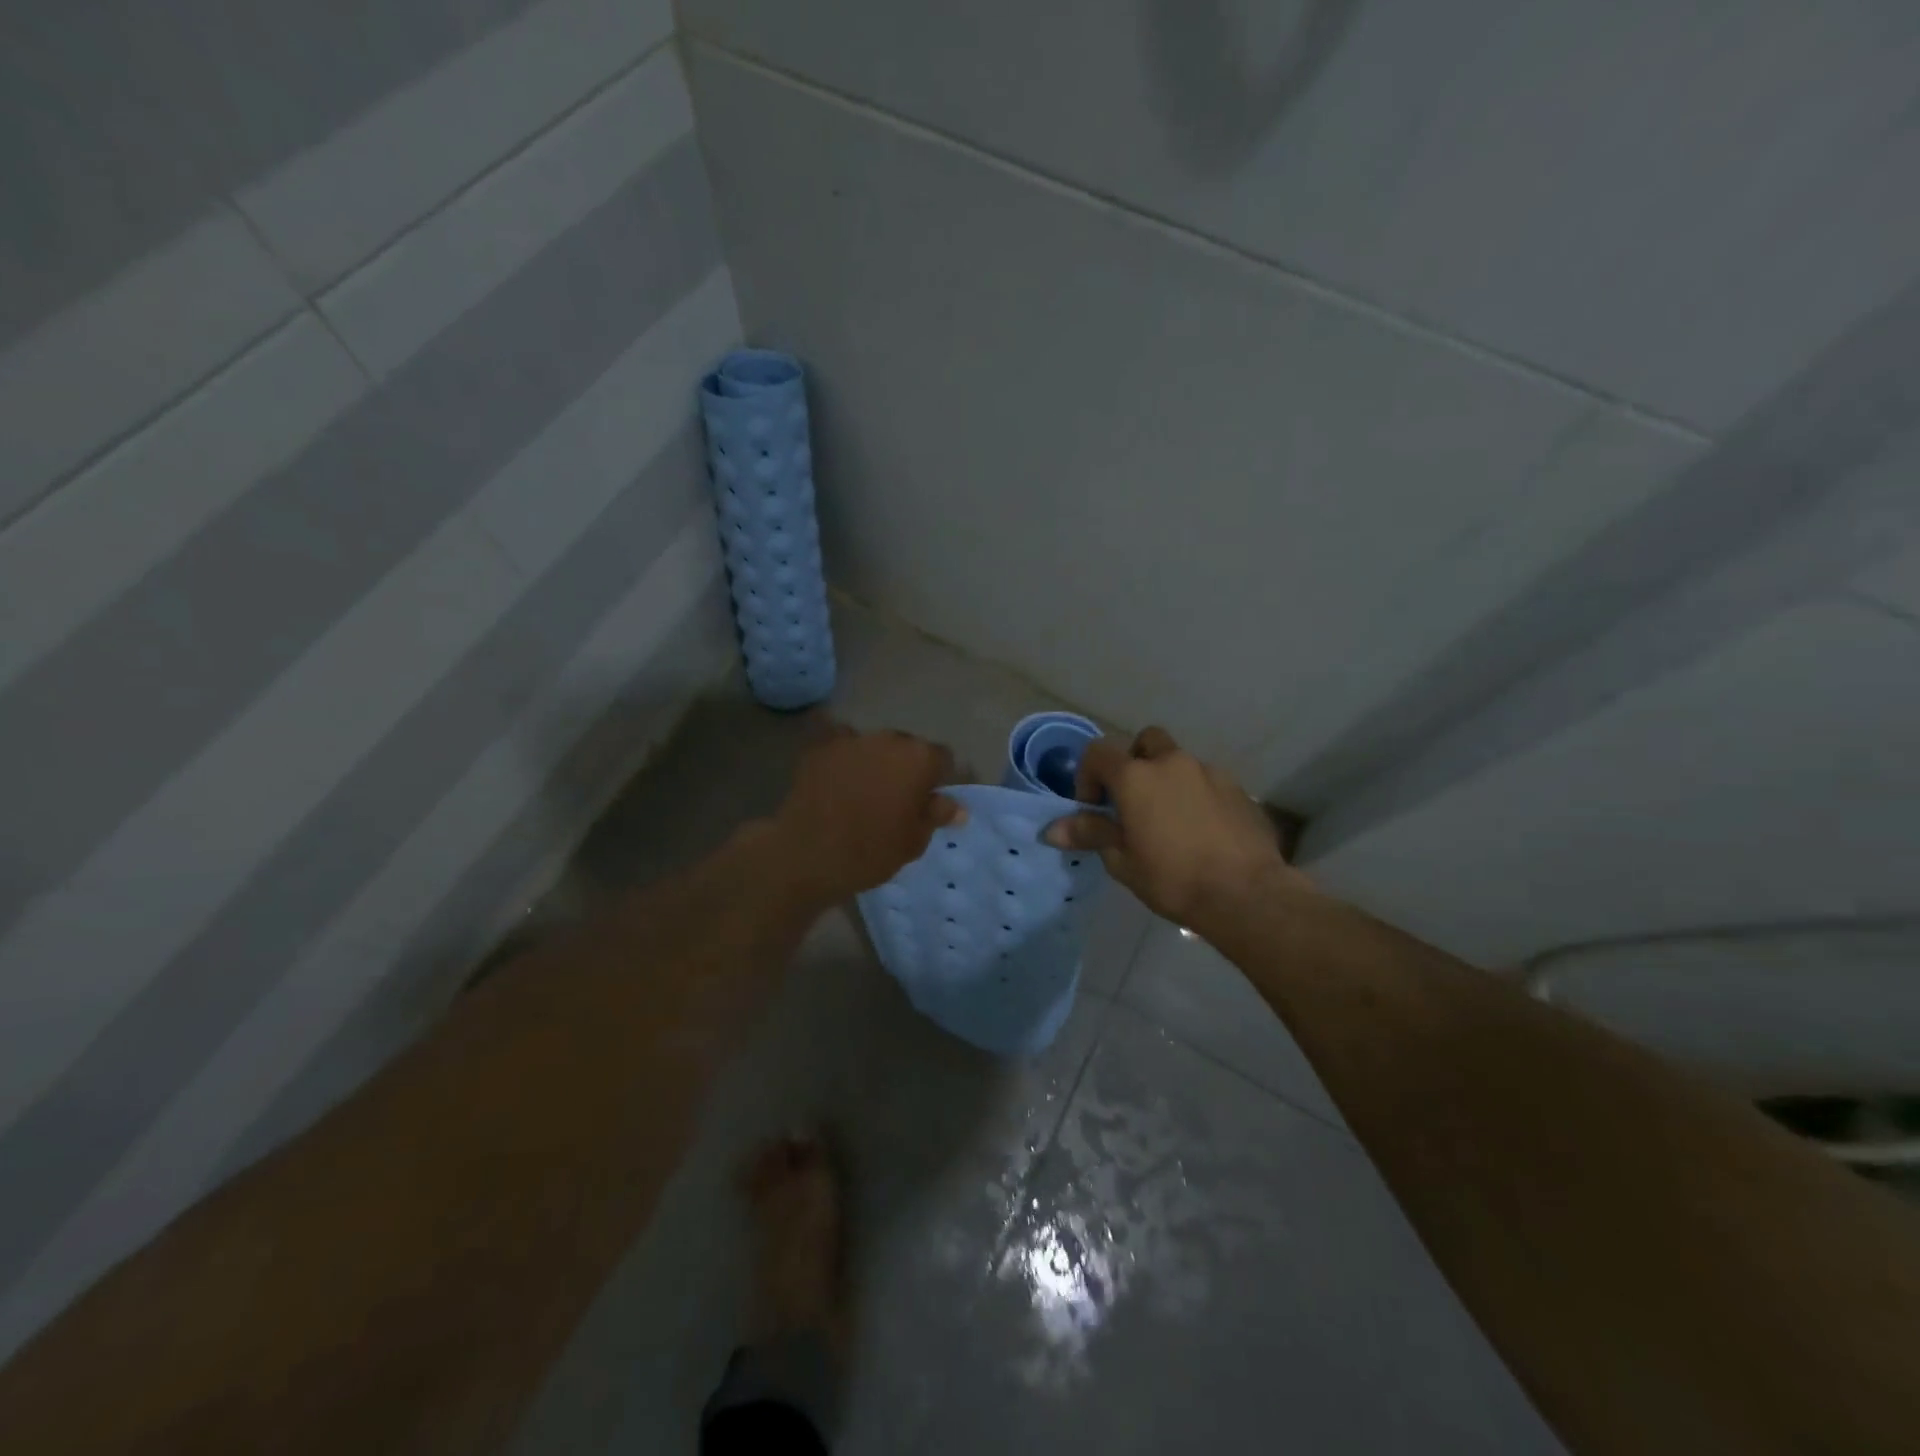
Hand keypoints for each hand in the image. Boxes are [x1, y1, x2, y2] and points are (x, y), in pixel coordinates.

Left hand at [772, 724, 964, 904]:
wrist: (807, 853)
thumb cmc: (870, 851)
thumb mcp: (913, 841)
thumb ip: (935, 816)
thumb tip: (956, 807)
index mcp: (919, 759)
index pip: (942, 758)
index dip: (936, 779)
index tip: (925, 802)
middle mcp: (889, 739)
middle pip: (907, 747)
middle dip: (905, 767)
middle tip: (894, 799)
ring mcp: (852, 739)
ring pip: (873, 745)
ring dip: (874, 761)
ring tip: (862, 790)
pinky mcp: (820, 747)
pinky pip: (840, 745)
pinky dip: (843, 757)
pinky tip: (836, 778)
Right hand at [1043, 726, 1302, 924]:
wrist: (1246, 893)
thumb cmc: (1173, 878)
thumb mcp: (1122, 861)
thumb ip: (1090, 834)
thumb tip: (1051, 829)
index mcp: (1136, 776)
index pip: (1099, 752)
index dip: (1088, 775)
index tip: (1094, 808)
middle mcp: (1172, 763)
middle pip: (1145, 742)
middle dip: (1134, 763)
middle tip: (1133, 801)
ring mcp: (1209, 772)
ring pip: (1179, 762)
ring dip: (1167, 780)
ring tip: (1169, 821)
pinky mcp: (1237, 789)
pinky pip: (1206, 782)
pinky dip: (1196, 796)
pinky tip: (1200, 831)